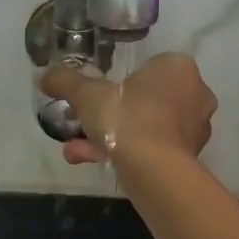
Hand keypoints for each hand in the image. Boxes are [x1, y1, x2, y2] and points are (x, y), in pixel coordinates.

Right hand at [39, 52, 217, 166]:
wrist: (155, 171)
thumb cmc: (128, 119)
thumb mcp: (87, 96)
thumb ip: (66, 81)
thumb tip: (44, 76)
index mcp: (178, 68)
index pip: (147, 68)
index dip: (118, 83)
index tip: (95, 98)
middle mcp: (195, 94)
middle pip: (144, 100)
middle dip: (109, 115)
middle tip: (84, 125)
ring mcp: (195, 129)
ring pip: (145, 127)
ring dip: (112, 137)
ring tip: (77, 150)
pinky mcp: (190, 158)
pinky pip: (152, 148)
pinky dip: (126, 154)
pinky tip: (94, 162)